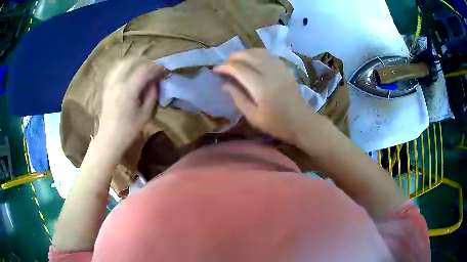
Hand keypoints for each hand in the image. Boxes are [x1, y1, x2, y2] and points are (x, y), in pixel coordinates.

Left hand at [99, 57, 163, 151]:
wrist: (109, 139)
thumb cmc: (129, 130)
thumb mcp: (146, 114)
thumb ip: (152, 94)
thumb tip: (155, 82)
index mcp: (128, 90)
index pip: (144, 70)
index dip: (156, 68)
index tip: (164, 70)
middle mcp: (117, 82)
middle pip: (132, 62)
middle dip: (145, 62)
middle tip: (154, 69)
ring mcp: (110, 84)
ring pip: (122, 63)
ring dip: (134, 63)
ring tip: (142, 69)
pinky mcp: (106, 87)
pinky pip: (115, 70)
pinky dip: (124, 67)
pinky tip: (129, 72)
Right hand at [214, 49, 316, 143]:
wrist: (303, 123)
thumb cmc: (278, 124)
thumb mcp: (254, 117)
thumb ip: (238, 98)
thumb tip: (225, 84)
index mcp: (261, 87)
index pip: (239, 69)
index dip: (225, 67)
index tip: (215, 69)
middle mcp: (271, 73)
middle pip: (249, 55)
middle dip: (234, 56)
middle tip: (225, 63)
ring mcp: (280, 69)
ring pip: (260, 52)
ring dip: (246, 53)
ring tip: (237, 59)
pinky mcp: (286, 70)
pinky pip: (269, 55)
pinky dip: (258, 54)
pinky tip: (253, 60)